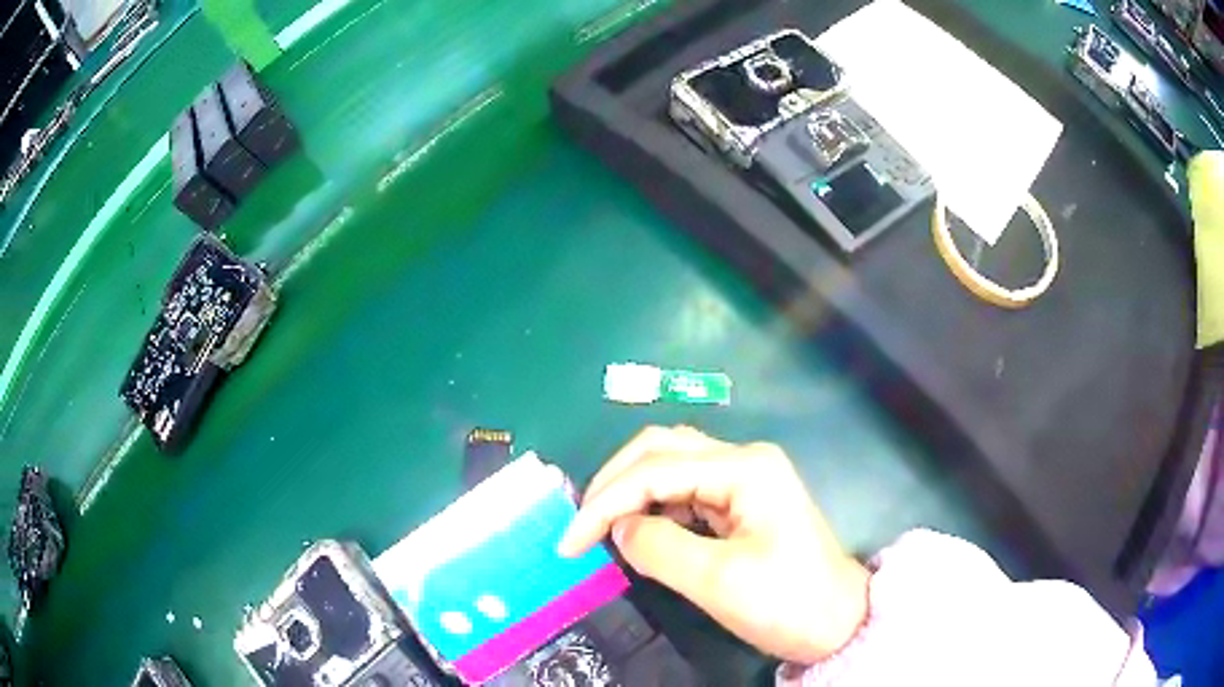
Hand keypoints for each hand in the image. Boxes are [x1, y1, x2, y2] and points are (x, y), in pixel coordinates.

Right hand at [559, 426, 869, 663]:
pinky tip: (638, 530)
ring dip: (630, 492)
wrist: (838, 622)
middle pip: (660, 449)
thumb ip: (659, 548)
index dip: (605, 503)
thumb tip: (618, 529)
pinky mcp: (742, 500)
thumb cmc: (787, 603)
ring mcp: (745, 478)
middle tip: (581, 526)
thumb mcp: (719, 582)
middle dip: (613, 484)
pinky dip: (653, 505)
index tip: (569, 543)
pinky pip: (685, 489)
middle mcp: (744, 459)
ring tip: (600, 528)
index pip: (655, 470)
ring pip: (670, 465)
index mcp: (745, 469)